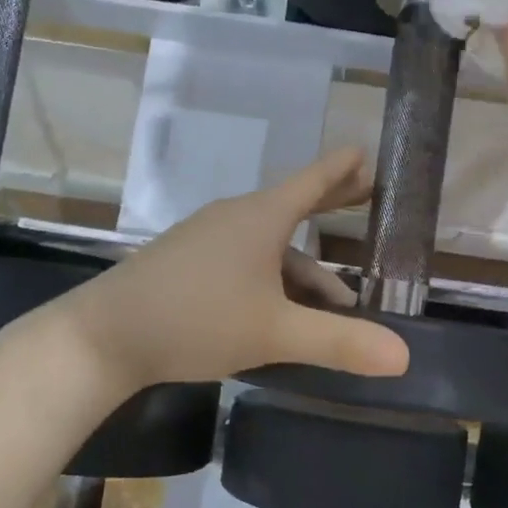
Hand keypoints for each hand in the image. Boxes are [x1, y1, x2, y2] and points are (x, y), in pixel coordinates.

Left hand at [41, 148, 410, 392]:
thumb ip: (339, 343)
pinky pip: (245, 261)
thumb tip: (404, 356)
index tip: (366, 152)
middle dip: (331, 202)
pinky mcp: (187, 264)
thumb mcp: (275, 333)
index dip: (342, 168)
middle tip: (366, 192)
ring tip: (337, 304)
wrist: (104, 336)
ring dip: (306, 270)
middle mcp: (235, 219)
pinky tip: (280, 313)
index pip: (313, 181)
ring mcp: (207, 240)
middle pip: (294, 206)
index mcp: (260, 218)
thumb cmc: (196, 319)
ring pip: (270, 247)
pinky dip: (274, 280)